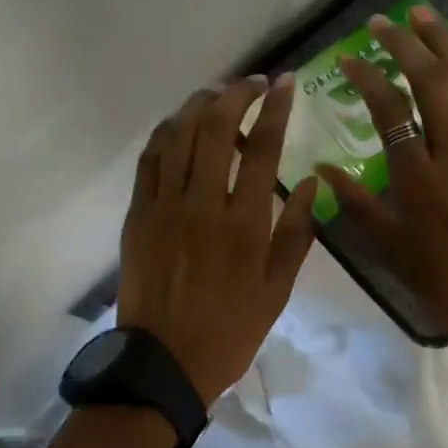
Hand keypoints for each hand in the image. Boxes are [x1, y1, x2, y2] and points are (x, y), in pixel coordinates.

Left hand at [118, 76, 319, 402]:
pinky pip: (150, 159)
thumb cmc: (229, 330)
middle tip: (254, 84)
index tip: (286, 84)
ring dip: (199, 105)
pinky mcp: (138, 214)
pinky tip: (179, 125)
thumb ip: (296, 233)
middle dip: (236, 94)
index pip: (263, 148)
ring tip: (217, 95)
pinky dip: (167, 133)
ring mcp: (164, 206)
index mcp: (243, 224)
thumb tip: (310, 181)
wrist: (163, 363)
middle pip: (216, 128)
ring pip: (178, 135)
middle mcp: (202, 204)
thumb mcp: (278, 290)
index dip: (276, 108)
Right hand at [316, 7, 447, 385]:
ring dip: (446, 42)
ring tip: (424, 14)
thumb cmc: (444, 281)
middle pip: (431, 82)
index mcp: (417, 178)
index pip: (388, 109)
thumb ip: (354, 203)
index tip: (350, 57)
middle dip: (405, 44)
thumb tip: (319, 168)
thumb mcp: (389, 247)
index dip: (367, 76)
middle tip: (383, 21)